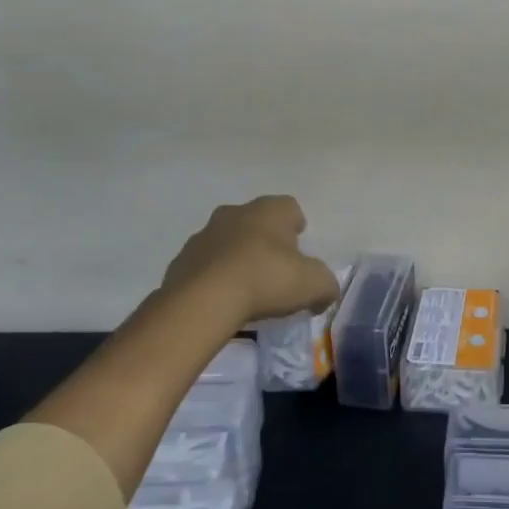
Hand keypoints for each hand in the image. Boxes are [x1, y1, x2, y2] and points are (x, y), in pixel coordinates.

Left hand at [161, 195, 339, 328]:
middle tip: (275, 269)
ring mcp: (204, 234)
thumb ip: (327, 286)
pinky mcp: (181, 260)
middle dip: (266, 240)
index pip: (290, 207)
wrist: (202, 301)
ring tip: (246, 288)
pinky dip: (214, 276)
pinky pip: (205, 264)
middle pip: (257, 221)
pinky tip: (222, 299)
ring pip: (228, 240)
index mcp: (269, 210)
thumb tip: (325, 294)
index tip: (299, 250)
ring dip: (237, 256)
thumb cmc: (265, 280)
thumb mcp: (314, 285)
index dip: (297, 226)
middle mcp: (235, 212)